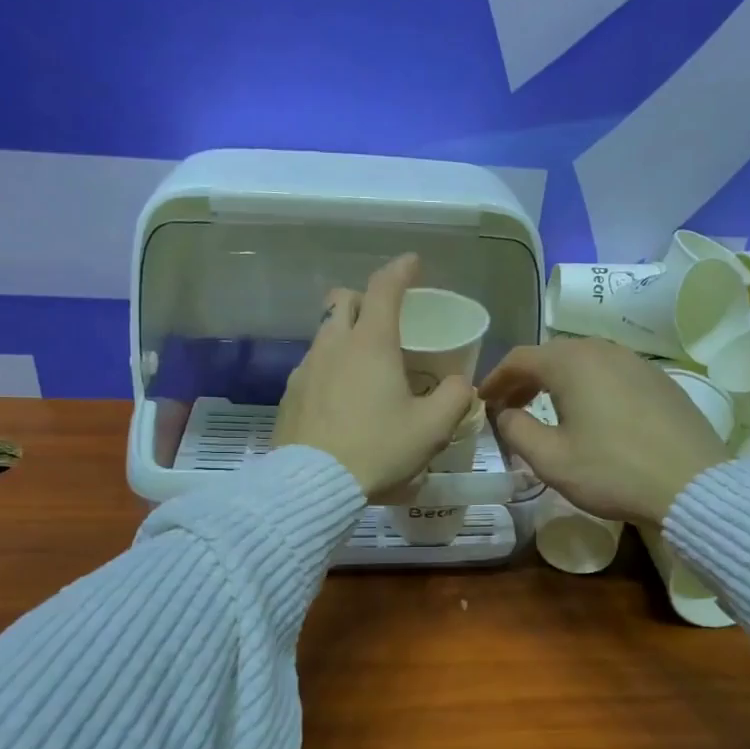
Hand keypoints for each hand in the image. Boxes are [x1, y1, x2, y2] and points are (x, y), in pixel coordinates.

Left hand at [275, 254, 475, 498]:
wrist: (312, 485)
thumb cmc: (378, 449)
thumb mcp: (432, 429)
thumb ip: (454, 398)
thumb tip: (460, 384)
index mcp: (371, 343)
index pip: (384, 288)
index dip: (401, 270)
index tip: (413, 263)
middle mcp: (333, 345)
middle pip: (342, 300)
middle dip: (364, 298)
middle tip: (385, 319)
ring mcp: (305, 369)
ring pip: (324, 333)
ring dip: (345, 335)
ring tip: (365, 366)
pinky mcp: (289, 395)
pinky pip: (312, 366)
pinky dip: (330, 367)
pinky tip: (341, 398)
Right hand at [480, 337, 729, 524]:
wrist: (692, 485)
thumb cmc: (613, 472)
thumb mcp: (551, 459)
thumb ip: (516, 430)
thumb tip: (505, 414)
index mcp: (573, 362)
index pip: (520, 358)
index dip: (496, 378)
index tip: (483, 401)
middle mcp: (604, 350)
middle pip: (552, 354)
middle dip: (525, 378)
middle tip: (510, 406)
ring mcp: (637, 362)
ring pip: (584, 361)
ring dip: (558, 381)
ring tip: (547, 410)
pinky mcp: (660, 380)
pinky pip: (612, 373)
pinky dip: (589, 386)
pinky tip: (592, 414)